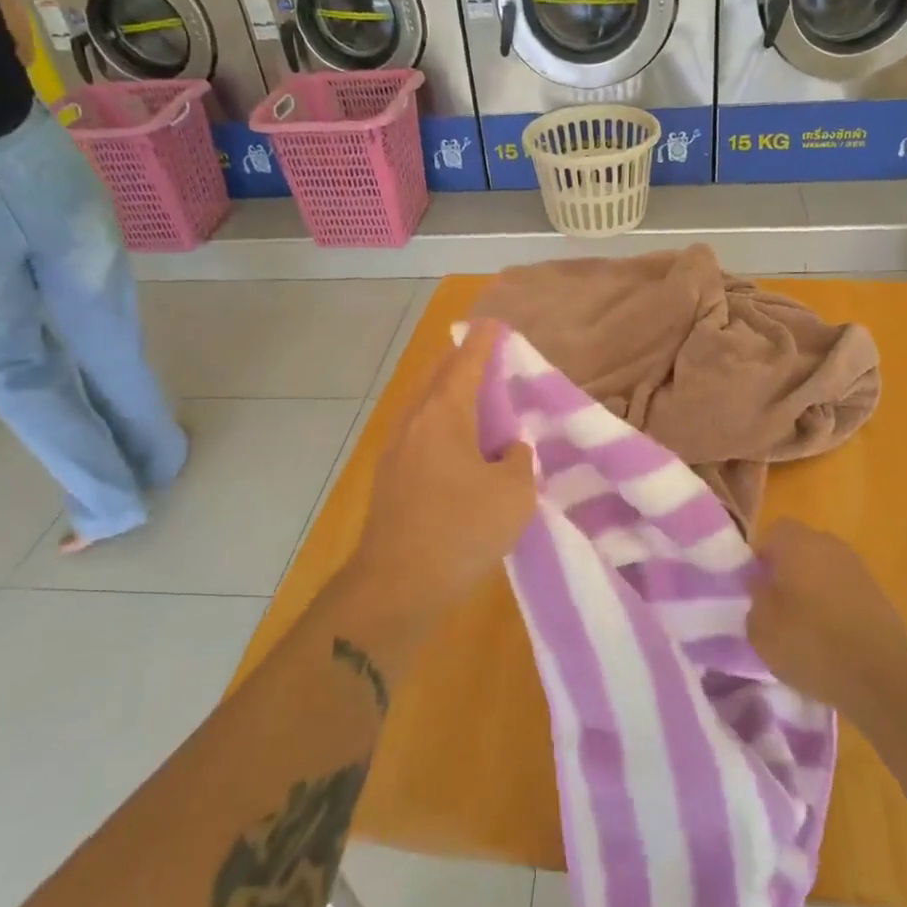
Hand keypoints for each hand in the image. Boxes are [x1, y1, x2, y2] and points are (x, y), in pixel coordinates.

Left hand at [352, 319, 534, 620]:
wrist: (397, 585)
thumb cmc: (461, 529)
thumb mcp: (513, 493)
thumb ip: (517, 460)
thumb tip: (507, 450)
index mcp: (444, 414)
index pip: (467, 363)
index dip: (484, 341)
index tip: (495, 322)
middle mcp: (414, 422)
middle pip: (438, 377)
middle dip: (461, 362)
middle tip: (486, 356)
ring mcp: (395, 451)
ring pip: (425, 407)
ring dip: (449, 395)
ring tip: (476, 399)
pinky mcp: (389, 480)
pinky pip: (420, 434)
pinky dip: (441, 425)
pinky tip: (457, 446)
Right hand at [747, 520, 906, 718]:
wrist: (879, 677)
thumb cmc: (810, 644)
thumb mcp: (761, 628)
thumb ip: (755, 598)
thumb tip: (761, 585)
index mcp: (797, 544)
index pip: (773, 532)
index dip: (762, 556)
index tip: (756, 584)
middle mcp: (830, 546)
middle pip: (802, 547)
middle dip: (788, 568)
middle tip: (777, 602)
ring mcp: (859, 568)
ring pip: (826, 567)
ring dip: (814, 586)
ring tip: (804, 622)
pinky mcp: (880, 594)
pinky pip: (846, 589)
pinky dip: (836, 604)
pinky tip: (832, 635)